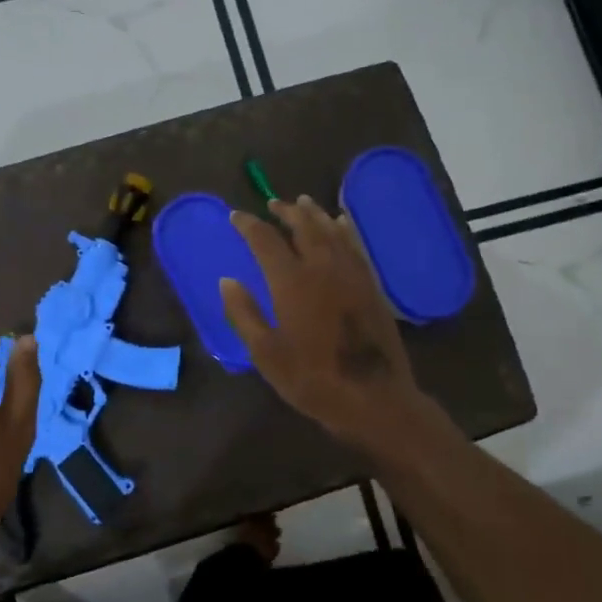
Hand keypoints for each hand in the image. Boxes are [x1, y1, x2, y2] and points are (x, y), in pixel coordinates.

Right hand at [220, 197, 425, 447]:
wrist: (374, 398)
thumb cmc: (312, 380)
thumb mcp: (266, 353)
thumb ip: (244, 314)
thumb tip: (227, 281)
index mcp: (292, 283)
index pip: (266, 242)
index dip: (249, 226)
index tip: (235, 216)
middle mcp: (322, 268)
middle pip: (303, 226)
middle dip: (285, 211)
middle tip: (272, 203)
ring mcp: (351, 274)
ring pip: (331, 231)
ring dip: (314, 214)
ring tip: (302, 203)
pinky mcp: (370, 285)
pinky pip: (354, 245)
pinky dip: (343, 229)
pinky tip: (340, 223)